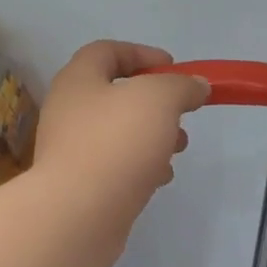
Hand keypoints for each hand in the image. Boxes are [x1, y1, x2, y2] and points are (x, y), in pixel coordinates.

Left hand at [30, 41, 207, 266]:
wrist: (79, 214)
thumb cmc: (117, 144)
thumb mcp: (159, 100)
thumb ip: (181, 86)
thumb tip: (197, 85)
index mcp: (79, 81)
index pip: (107, 51)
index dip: (142, 53)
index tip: (174, 67)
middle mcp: (69, 112)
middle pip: (116, 95)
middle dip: (155, 102)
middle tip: (182, 114)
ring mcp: (73, 151)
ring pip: (120, 133)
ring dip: (153, 136)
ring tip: (178, 148)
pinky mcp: (82, 186)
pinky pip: (117, 165)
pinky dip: (142, 166)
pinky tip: (160, 178)